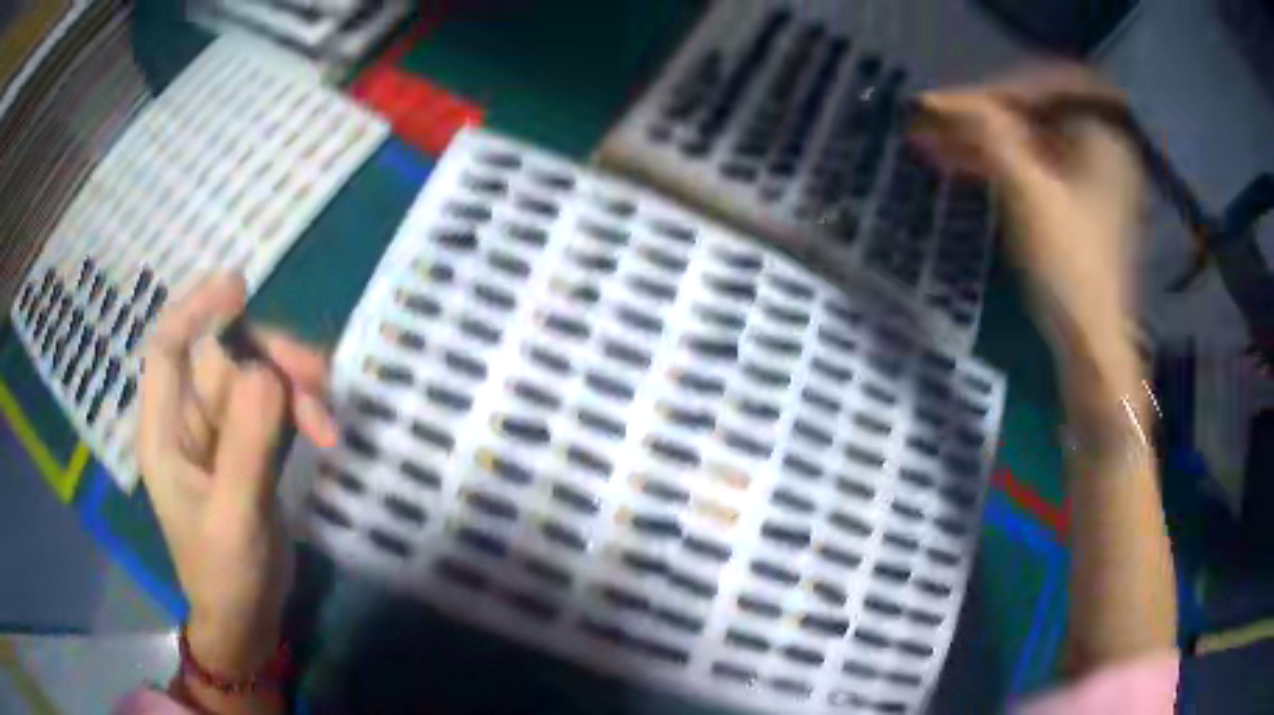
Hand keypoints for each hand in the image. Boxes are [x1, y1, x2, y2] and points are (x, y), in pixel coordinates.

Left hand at [138, 274, 337, 704]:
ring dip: (294, 387)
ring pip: (255, 376)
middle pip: (224, 357)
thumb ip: (246, 447)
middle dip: (270, 359)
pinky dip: (300, 410)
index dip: (197, 308)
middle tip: (317, 379)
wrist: (247, 618)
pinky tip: (325, 432)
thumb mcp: (235, 519)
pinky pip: (273, 405)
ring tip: (327, 422)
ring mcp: (218, 432)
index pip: (168, 348)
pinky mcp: (246, 445)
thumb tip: (266, 371)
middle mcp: (187, 420)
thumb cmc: (226, 576)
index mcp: (164, 432)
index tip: (239, 286)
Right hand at [910, 65, 1144, 390]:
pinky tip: (961, 165)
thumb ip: (991, 135)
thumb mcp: (1030, 193)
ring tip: (933, 142)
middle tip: (934, 119)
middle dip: (983, 115)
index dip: (994, 89)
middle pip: (1035, 111)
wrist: (1092, 346)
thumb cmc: (1072, 270)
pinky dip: (999, 163)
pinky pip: (1034, 166)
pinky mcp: (1077, 204)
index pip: (1043, 87)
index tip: (949, 103)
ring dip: (983, 139)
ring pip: (1030, 140)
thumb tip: (947, 100)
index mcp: (1104, 136)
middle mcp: (1101, 147)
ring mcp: (1091, 177)